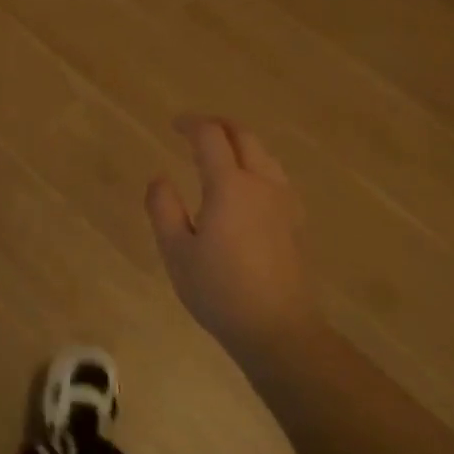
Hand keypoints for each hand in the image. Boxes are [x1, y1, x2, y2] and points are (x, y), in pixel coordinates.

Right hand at [146, 116, 312, 359]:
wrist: (278, 329)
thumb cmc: (220, 290)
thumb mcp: (176, 251)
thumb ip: (163, 208)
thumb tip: (159, 178)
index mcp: (229, 185)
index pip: (210, 136)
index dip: (191, 123)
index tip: (174, 124)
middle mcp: (260, 183)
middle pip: (244, 136)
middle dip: (219, 125)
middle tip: (196, 129)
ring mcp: (283, 201)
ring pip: (264, 153)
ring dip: (241, 142)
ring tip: (220, 151)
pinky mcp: (294, 220)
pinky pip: (275, 174)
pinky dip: (257, 163)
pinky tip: (248, 183)